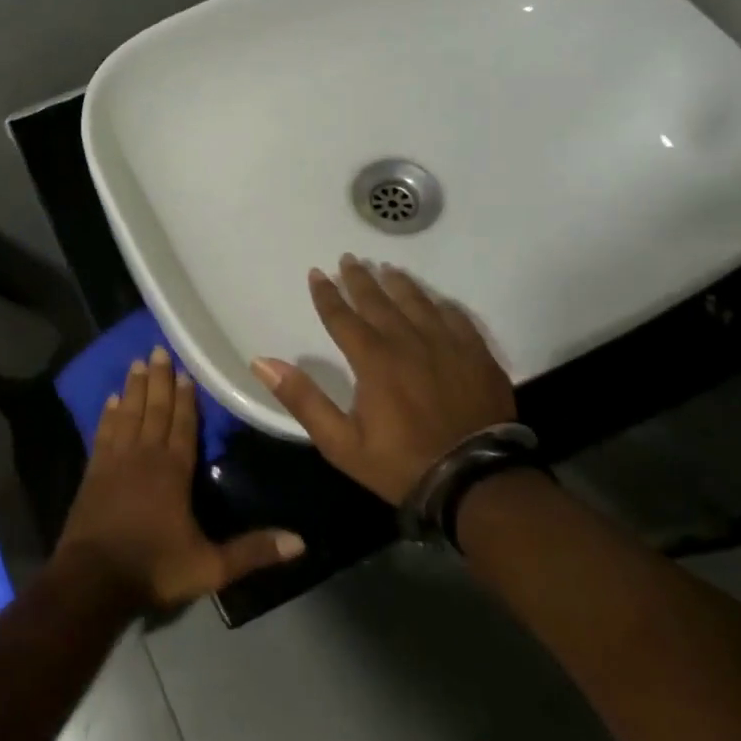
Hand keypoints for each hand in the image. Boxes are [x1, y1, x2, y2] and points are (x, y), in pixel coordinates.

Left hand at [57, 347, 304, 608]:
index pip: (183, 425)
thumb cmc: (154, 568)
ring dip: (134, 388)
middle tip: (159, 349)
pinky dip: (108, 414)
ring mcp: (115, 461)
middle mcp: (144, 456)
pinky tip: (110, 400)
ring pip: (128, 414)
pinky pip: (103, 432)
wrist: (93, 580)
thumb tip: (301, 541)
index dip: (186, 398)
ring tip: (137, 362)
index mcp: (173, 471)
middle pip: (154, 410)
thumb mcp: (210, 567)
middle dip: (159, 379)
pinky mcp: (93, 472)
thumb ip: (253, 552)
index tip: (186, 371)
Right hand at [252, 254, 515, 505]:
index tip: (317, 273)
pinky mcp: (478, 357)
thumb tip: (262, 362)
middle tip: (349, 259)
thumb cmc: (400, 463)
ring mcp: (448, 346)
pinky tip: (437, 301)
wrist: (476, 482)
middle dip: (361, 280)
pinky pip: (458, 319)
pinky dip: (441, 305)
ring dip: (400, 285)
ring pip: (418, 304)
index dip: (327, 295)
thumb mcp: (340, 442)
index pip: (343, 317)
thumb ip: (302, 399)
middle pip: (380, 302)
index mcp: (374, 360)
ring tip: (388, 269)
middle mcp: (409, 343)